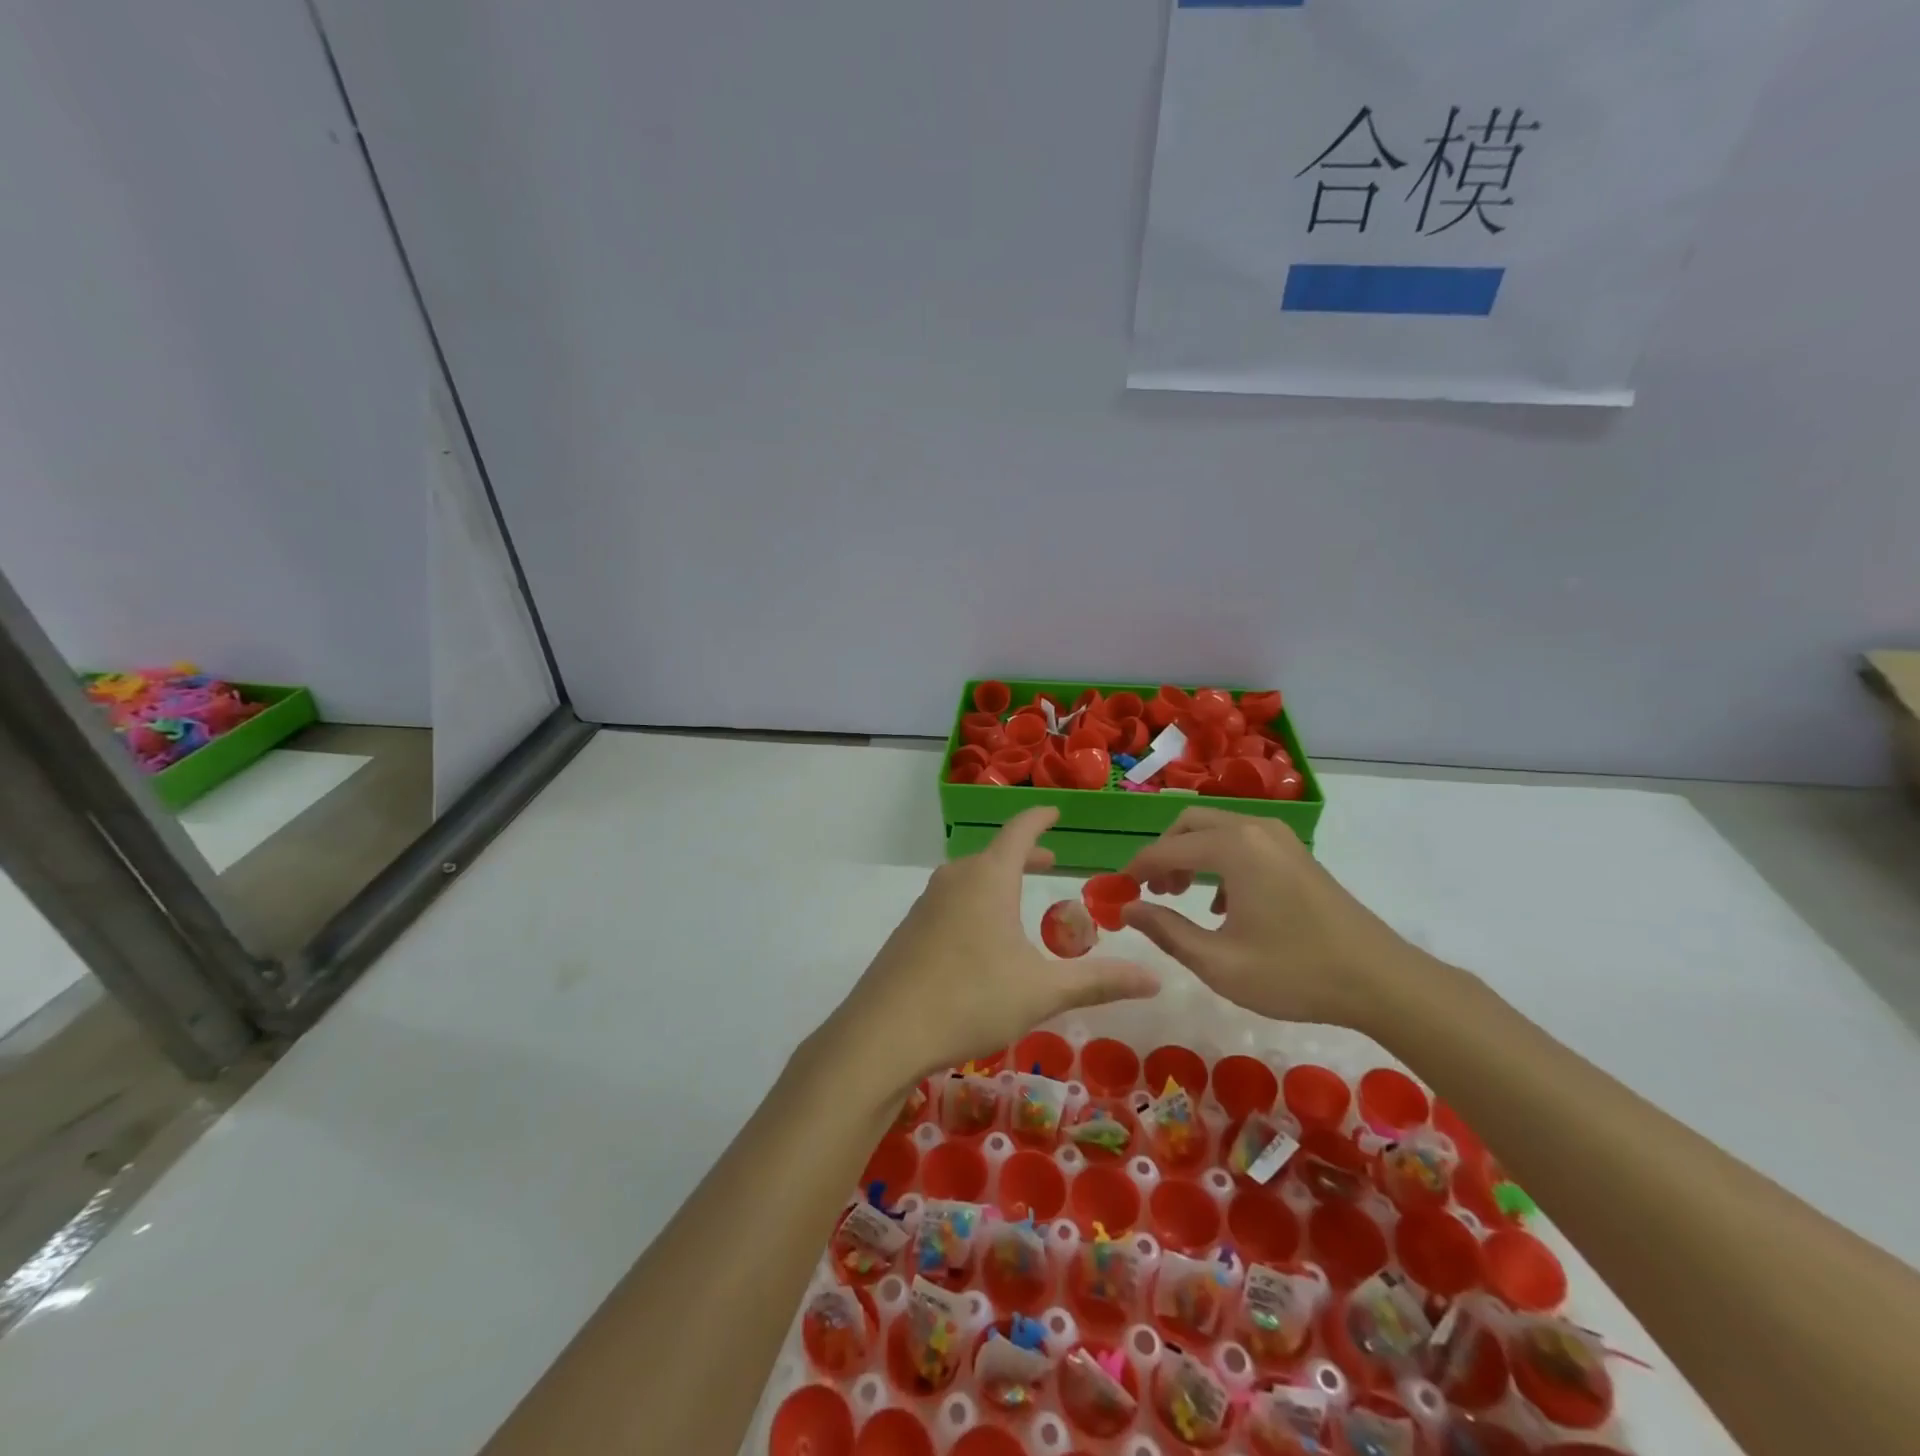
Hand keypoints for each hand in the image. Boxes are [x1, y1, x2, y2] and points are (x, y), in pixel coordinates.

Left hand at [832, 808, 1159, 1093]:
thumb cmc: (970, 999)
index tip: (1055, 811)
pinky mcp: (909, 930)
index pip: (1019, 831)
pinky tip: (979, 939)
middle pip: (994, 854)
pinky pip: (950, 902)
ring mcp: (926, 903)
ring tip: (1017, 900)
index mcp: (988, 878)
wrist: (883, 1032)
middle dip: (1025, 855)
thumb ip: (1099, 982)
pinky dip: (975, 903)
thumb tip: (1156, 978)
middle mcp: (955, 879)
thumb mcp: (1042, 992)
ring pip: (970, 878)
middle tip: (1050, 861)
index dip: (1040, 818)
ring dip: (998, 880)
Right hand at [1120, 807, 1421, 1031]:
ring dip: (1189, 855)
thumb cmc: (1295, 973)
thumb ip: (1166, 931)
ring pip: (1216, 829)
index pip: (1166, 848)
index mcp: (1233, 847)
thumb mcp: (1219, 962)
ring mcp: (1280, 838)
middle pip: (1189, 823)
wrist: (1383, 982)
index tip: (1117, 893)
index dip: (1136, 870)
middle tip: (1151, 892)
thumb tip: (1127, 909)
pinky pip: (1241, 841)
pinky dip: (1218, 860)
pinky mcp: (1295, 854)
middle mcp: (1254, 829)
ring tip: (1180, 896)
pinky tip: (1222, 905)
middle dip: (1162, 853)